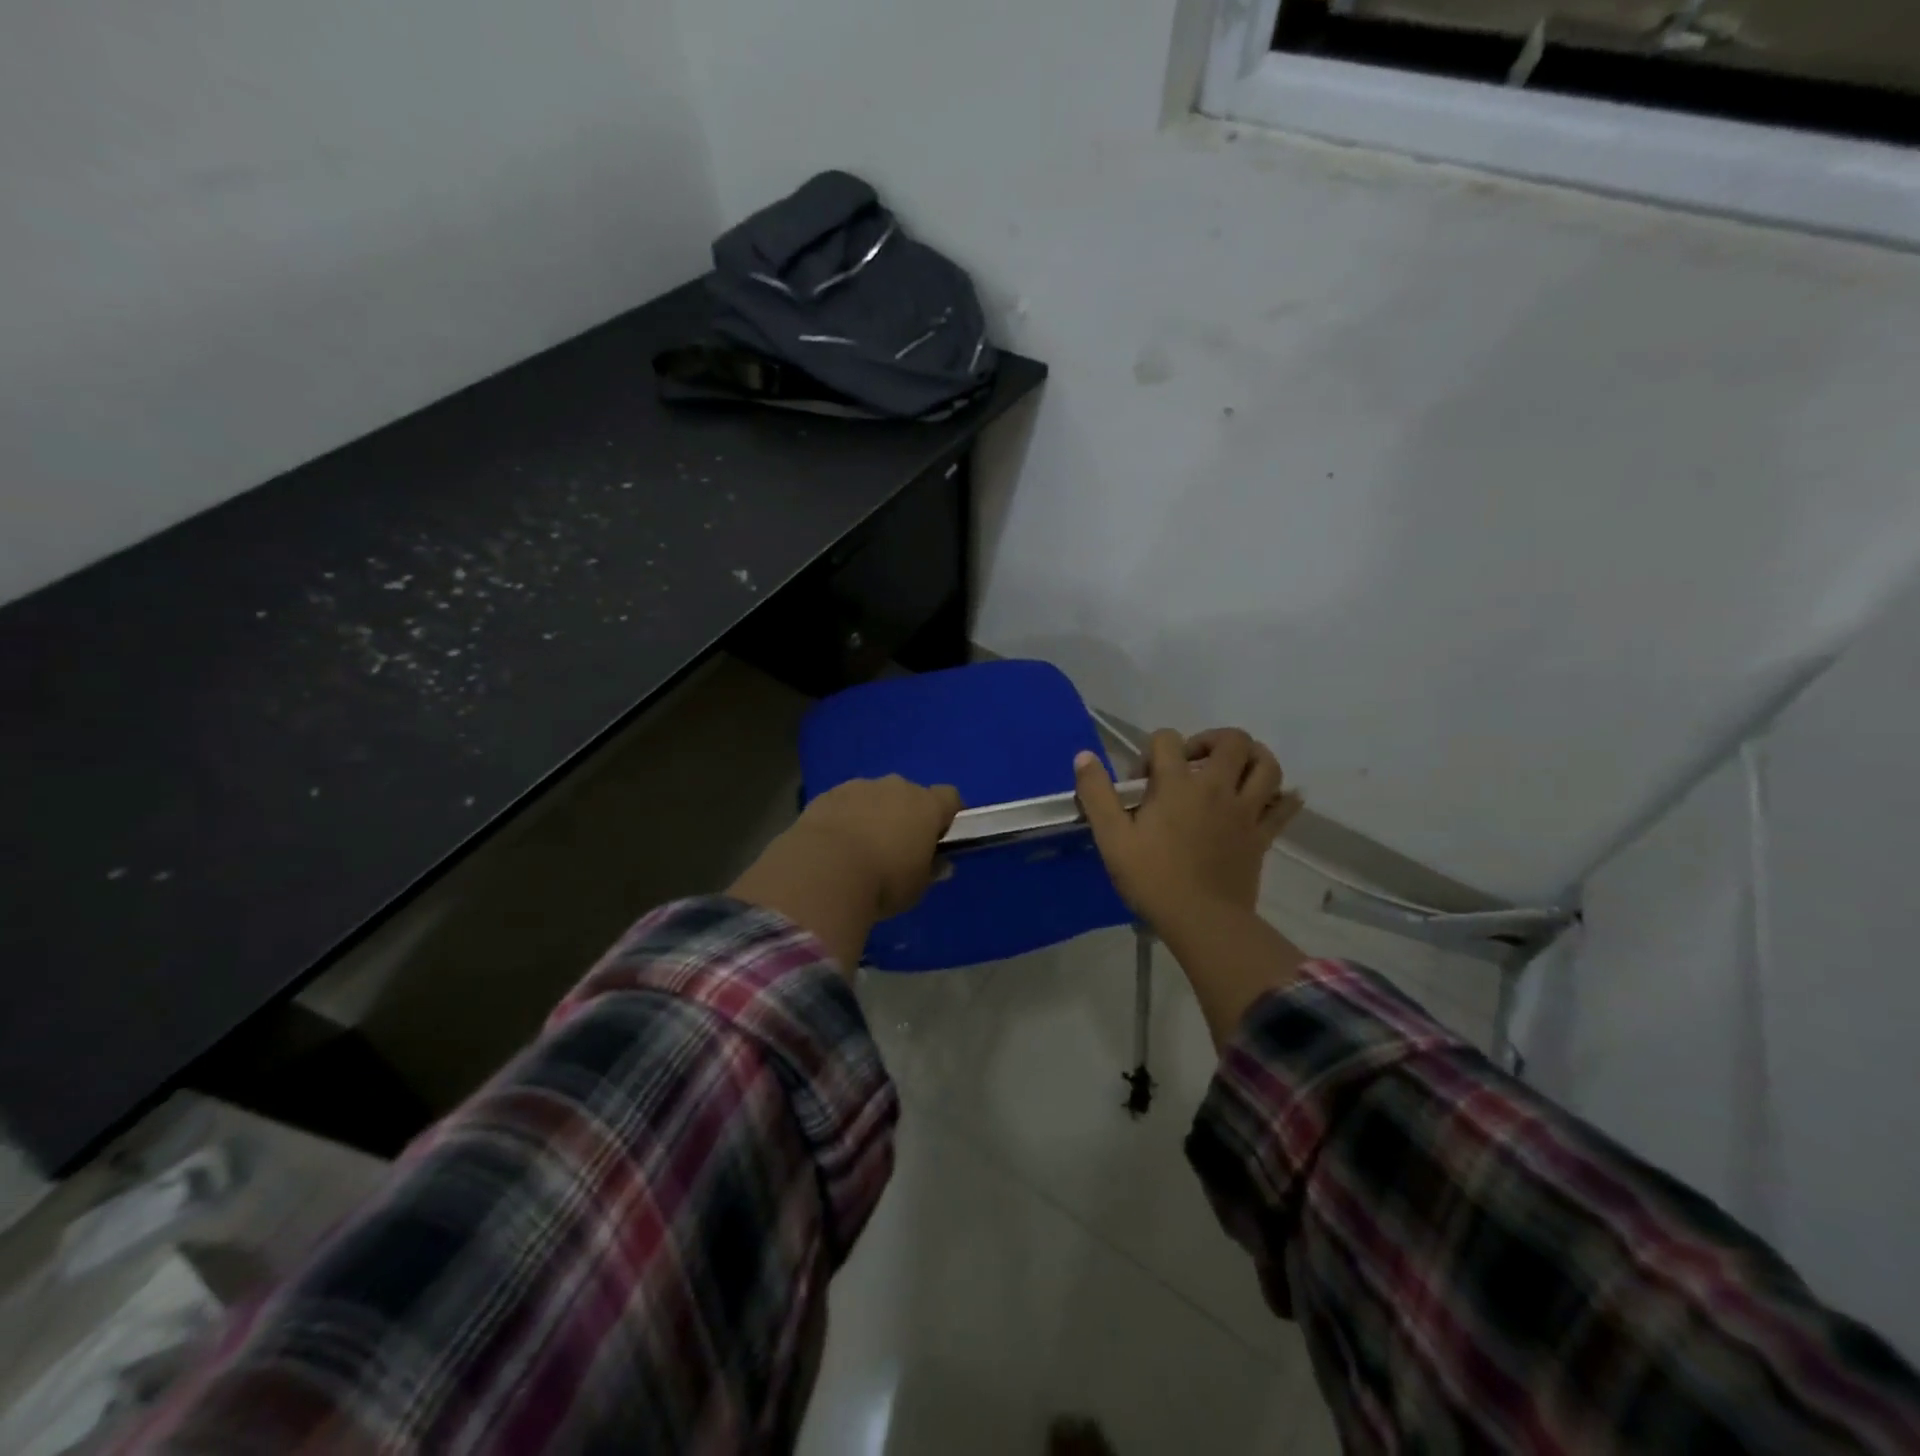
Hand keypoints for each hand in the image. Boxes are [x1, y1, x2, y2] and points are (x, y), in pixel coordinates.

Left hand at [788, 776, 963, 919]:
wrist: (823, 871)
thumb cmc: (883, 881)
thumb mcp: (916, 888)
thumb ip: (930, 871)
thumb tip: (940, 864)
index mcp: (926, 806)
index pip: (949, 798)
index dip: (946, 815)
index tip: (939, 837)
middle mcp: (896, 787)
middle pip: (909, 794)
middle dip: (906, 814)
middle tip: (897, 847)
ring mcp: (859, 787)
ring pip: (874, 796)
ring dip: (873, 814)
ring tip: (860, 848)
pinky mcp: (827, 794)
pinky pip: (844, 803)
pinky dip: (844, 818)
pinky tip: (833, 846)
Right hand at [1074, 729, 1301, 933]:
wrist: (1201, 921)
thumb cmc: (1152, 878)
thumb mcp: (1111, 837)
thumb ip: (1096, 794)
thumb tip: (1084, 757)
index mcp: (1177, 784)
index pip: (1166, 739)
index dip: (1152, 751)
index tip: (1143, 781)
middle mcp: (1217, 787)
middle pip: (1232, 740)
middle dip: (1211, 740)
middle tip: (1193, 762)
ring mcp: (1245, 810)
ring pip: (1266, 764)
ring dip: (1251, 757)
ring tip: (1232, 770)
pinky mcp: (1263, 834)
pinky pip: (1285, 805)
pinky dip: (1282, 796)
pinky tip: (1268, 798)